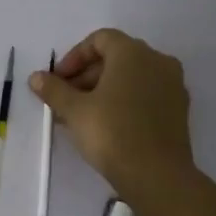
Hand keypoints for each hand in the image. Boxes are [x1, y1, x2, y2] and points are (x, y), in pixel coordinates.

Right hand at [30, 28, 194, 201]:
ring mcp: (173, 85)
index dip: (74, 57)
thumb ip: (54, 90)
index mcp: (133, 53)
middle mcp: (158, 61)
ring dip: (103, 90)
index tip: (58, 80)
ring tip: (80, 116)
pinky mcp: (179, 109)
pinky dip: (124, 101)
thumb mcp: (74, 110)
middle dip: (86, 75)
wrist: (157, 175)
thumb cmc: (112, 133)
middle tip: (65, 99)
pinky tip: (106, 125)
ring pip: (131, 77)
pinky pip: (146, 94)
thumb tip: (36, 77)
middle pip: (116, 57)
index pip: (100, 39)